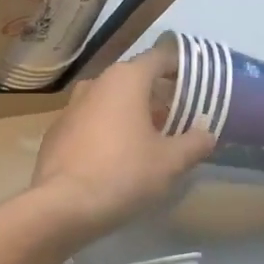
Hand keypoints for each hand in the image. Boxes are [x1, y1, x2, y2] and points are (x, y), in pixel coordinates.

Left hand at [30, 43, 215, 239]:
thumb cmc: (124, 173)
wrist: (62, 205)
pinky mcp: (56, 132)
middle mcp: (96, 84)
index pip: (159, 58)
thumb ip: (194, 143)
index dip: (180, 67)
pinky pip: (90, 123)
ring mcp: (70, 107)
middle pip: (134, 80)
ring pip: (109, 102)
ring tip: (149, 140)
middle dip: (157, 96)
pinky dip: (106, 131)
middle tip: (178, 119)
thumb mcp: (171, 162)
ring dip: (130, 114)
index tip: (196, 83)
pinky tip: (115, 158)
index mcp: (126, 79)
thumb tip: (207, 134)